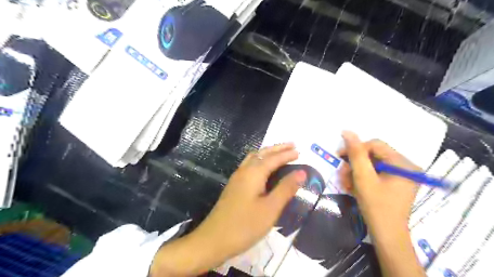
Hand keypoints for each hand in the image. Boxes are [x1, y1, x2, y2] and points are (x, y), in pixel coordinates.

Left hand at [151, 144, 304, 275]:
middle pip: (262, 153)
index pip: (273, 159)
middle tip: (292, 145)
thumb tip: (301, 172)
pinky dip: (260, 160)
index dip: (287, 154)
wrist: (213, 240)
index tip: (300, 152)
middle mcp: (244, 171)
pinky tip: (263, 168)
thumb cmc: (244, 225)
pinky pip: (249, 165)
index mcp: (253, 173)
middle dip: (277, 148)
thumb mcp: (270, 209)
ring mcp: (236, 178)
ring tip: (279, 153)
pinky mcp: (234, 186)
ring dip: (267, 153)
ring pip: (253, 158)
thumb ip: (285, 189)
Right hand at [338, 131, 417, 232]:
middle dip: (354, 164)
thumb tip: (347, 131)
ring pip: (371, 165)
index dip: (355, 149)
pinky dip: (361, 179)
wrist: (387, 235)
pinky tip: (353, 187)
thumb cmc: (376, 206)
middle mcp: (405, 166)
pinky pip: (374, 174)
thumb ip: (355, 153)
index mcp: (402, 163)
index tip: (340, 159)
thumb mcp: (363, 178)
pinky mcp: (394, 182)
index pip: (374, 145)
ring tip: (346, 184)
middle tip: (342, 175)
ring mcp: (400, 175)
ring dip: (355, 172)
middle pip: (373, 155)